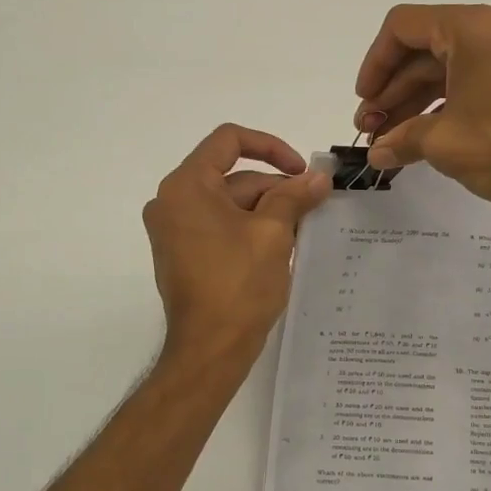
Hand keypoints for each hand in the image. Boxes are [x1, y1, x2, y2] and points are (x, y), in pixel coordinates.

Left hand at [143, 125, 331, 359]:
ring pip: (228, 203)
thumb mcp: (273, 233)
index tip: (300, 171)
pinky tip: (280, 247)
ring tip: (302, 229)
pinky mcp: (182, 254)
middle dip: (274, 187)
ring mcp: (174, 230)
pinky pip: (219, 226)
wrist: (209, 349)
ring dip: (266, 210)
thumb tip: (319, 176)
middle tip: (313, 206)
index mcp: (186, 186)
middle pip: (231, 176)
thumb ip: (294, 196)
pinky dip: (249, 228)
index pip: (228, 141)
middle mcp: (171, 201)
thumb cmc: (238, 285)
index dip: (270, 147)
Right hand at [355, 3, 490, 215]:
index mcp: (473, 26)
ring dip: (414, 102)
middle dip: (392, 91)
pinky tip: (421, 136)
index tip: (364, 102)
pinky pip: (471, 78)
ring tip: (389, 140)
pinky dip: (444, 103)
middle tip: (370, 130)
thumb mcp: (445, 144)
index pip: (403, 27)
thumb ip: (402, 141)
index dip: (374, 65)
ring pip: (447, 67)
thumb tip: (376, 154)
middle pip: (424, 49)